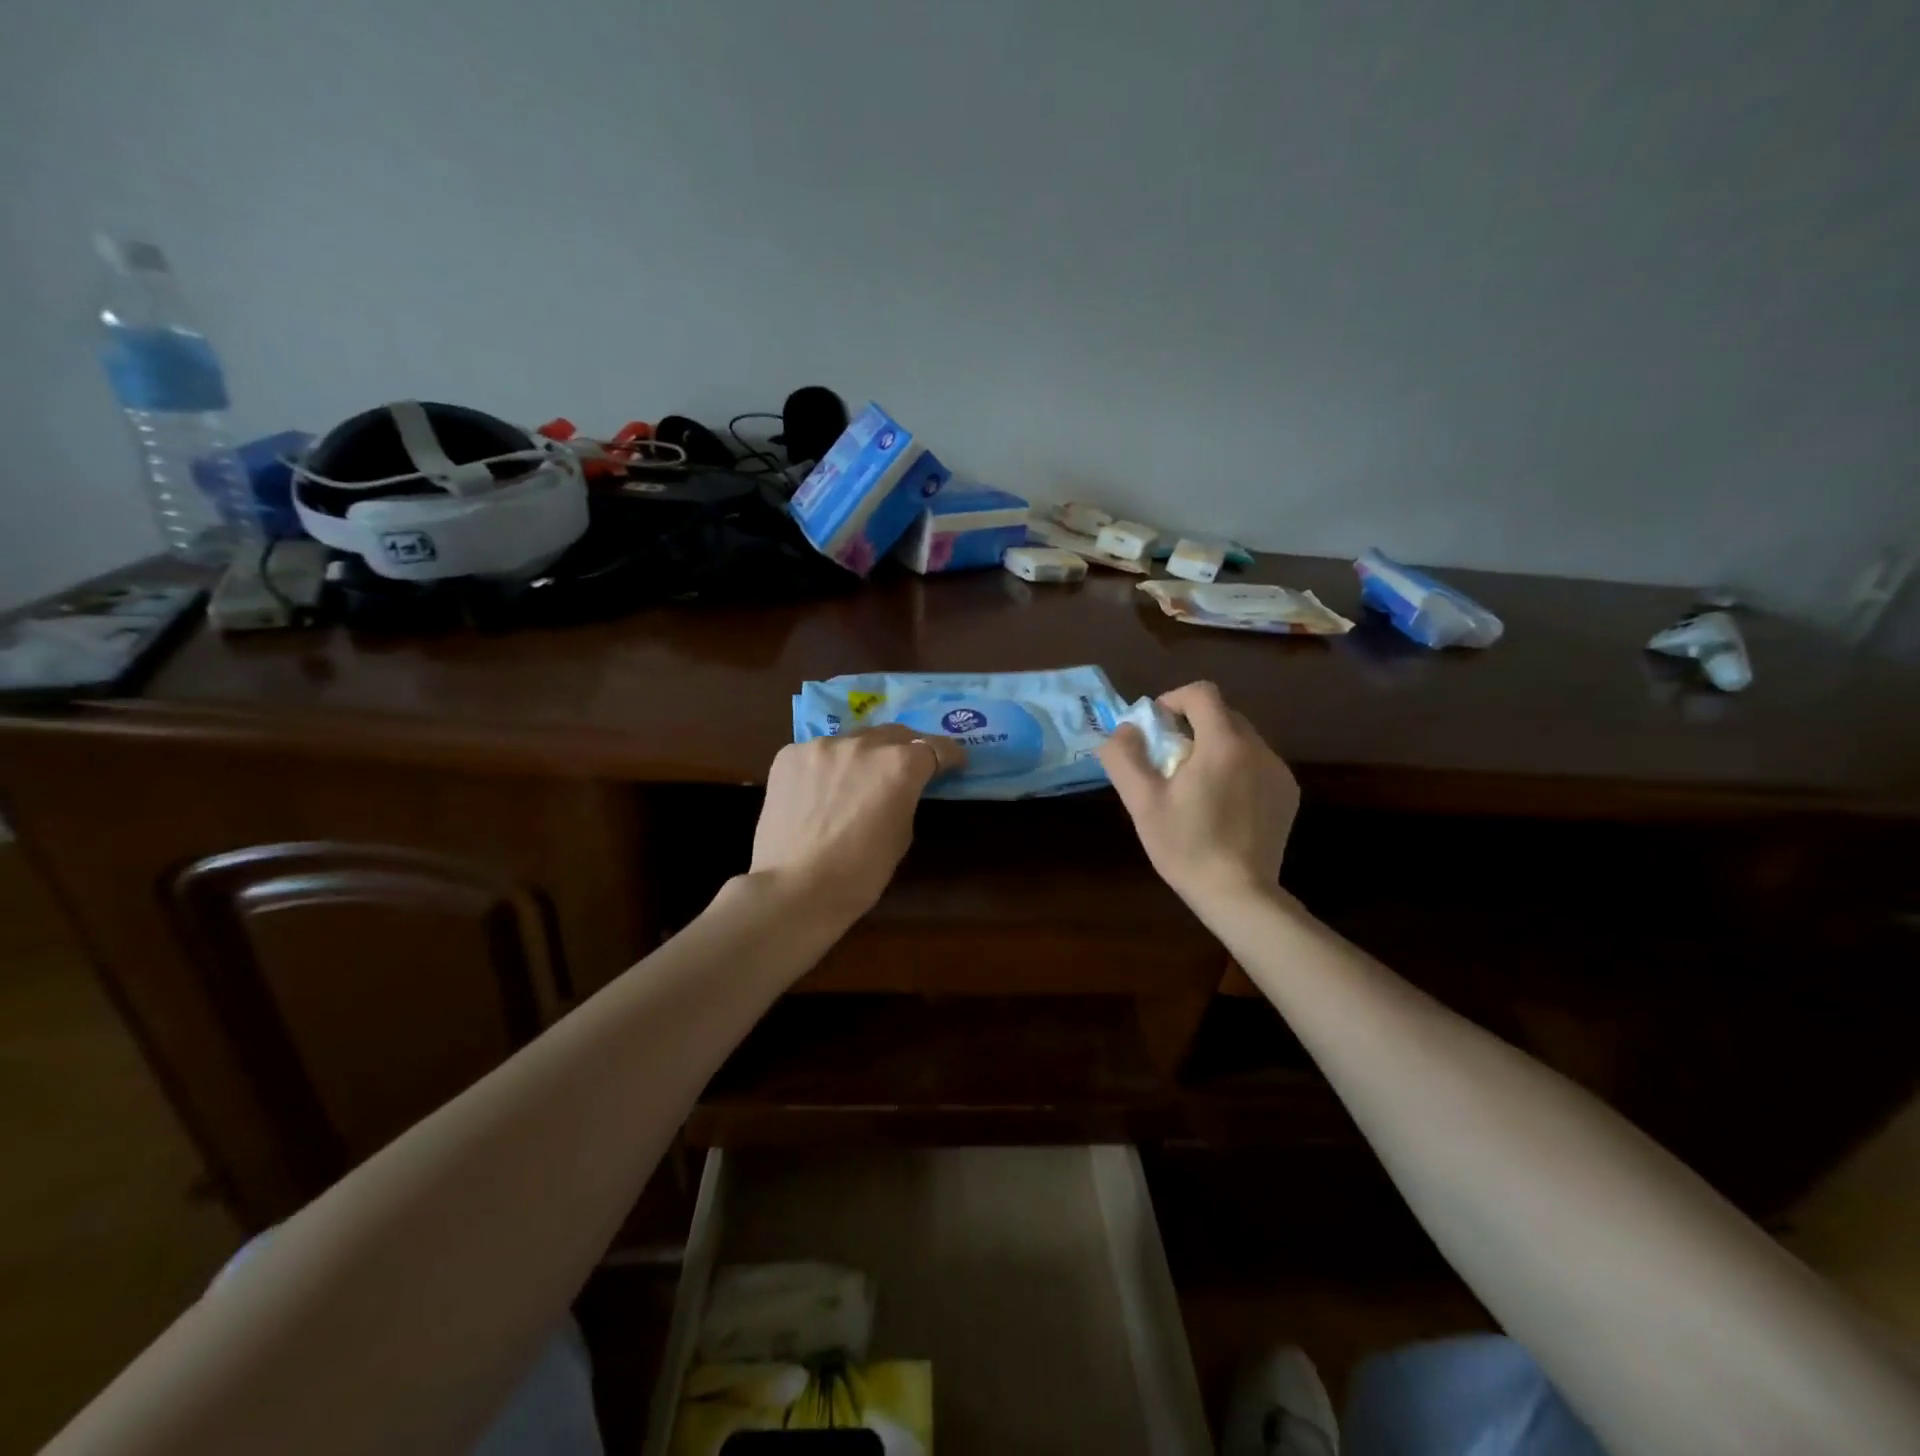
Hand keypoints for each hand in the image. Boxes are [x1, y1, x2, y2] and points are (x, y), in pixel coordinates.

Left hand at [749, 725, 965, 922]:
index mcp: (900, 765)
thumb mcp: (902, 834)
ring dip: (862, 756)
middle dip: (904, 749)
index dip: (948, 755)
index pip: (935, 747)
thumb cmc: (860, 873)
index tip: (952, 763)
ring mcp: (822, 745)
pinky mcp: (789, 754)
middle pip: (894, 734)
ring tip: (855, 781)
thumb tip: (900, 787)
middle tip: (904, 768)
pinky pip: (817, 753)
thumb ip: (906, 797)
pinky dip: (825, 767)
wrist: (795, 888)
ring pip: (853, 741)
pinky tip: (818, 792)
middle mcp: (864, 744)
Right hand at [1098, 681, 1299, 911]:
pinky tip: (1221, 804)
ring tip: (1194, 784)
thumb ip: (1125, 757)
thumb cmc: (1186, 846)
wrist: (1239, 894)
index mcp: (1224, 744)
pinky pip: (1257, 763)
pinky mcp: (1288, 793)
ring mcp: (1279, 771)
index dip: (1173, 700)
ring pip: (1241, 739)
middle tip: (1169, 759)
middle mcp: (1259, 749)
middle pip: (1222, 714)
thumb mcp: (1142, 802)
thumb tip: (1125, 730)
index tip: (1156, 728)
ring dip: (1214, 746)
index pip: (1202, 693)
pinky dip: (1235, 768)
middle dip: (1192, 725)